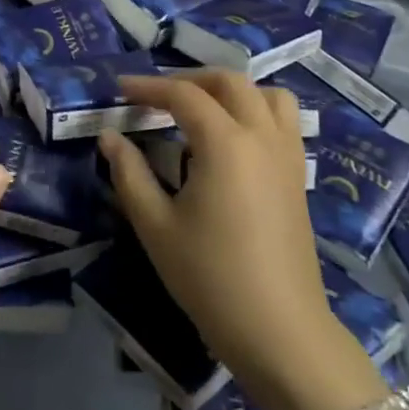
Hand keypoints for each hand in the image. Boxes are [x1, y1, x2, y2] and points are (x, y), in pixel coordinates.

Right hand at [98, 70, 346, 404]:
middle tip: (155, 96)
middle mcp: (262, 137)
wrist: (279, 330)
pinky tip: (230, 140)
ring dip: (230, 91)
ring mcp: (287, 156)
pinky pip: (282, 122)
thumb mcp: (155, 224)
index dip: (148, 87)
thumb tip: (110, 137)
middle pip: (230, 82)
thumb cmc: (209, 276)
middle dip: (189, 79)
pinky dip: (254, 111)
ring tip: (199, 109)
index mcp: (225, 143)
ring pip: (266, 96)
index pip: (183, 95)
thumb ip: (129, 173)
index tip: (119, 89)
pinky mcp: (298, 178)